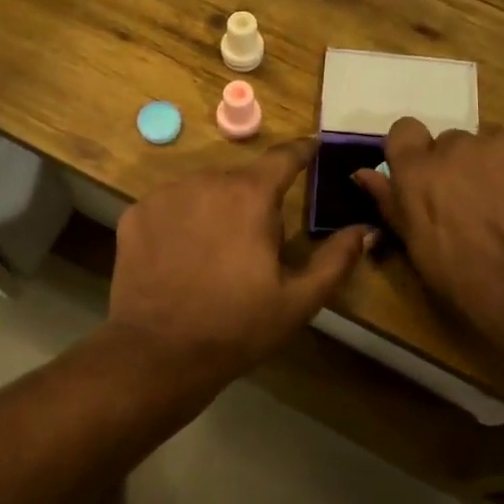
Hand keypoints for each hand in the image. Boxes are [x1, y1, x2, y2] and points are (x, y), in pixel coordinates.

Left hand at [108, 140, 373, 396]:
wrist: (158, 353)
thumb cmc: (237, 327)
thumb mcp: (298, 300)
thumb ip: (337, 259)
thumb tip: (368, 230)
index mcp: (250, 196)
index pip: (283, 157)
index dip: (302, 152)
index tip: (313, 150)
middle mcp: (205, 181)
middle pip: (240, 179)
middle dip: (254, 200)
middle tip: (256, 245)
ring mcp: (164, 195)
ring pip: (202, 190)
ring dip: (215, 209)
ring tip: (215, 255)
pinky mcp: (136, 214)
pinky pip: (169, 206)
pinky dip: (180, 221)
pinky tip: (180, 258)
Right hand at [355, 121, 503, 367]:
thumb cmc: (485, 296)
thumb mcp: (425, 259)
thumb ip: (394, 209)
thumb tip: (364, 174)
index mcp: (419, 177)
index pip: (404, 132)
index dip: (417, 154)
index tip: (432, 182)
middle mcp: (459, 148)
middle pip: (454, 144)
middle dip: (464, 169)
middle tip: (485, 210)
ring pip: (498, 146)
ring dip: (503, 170)